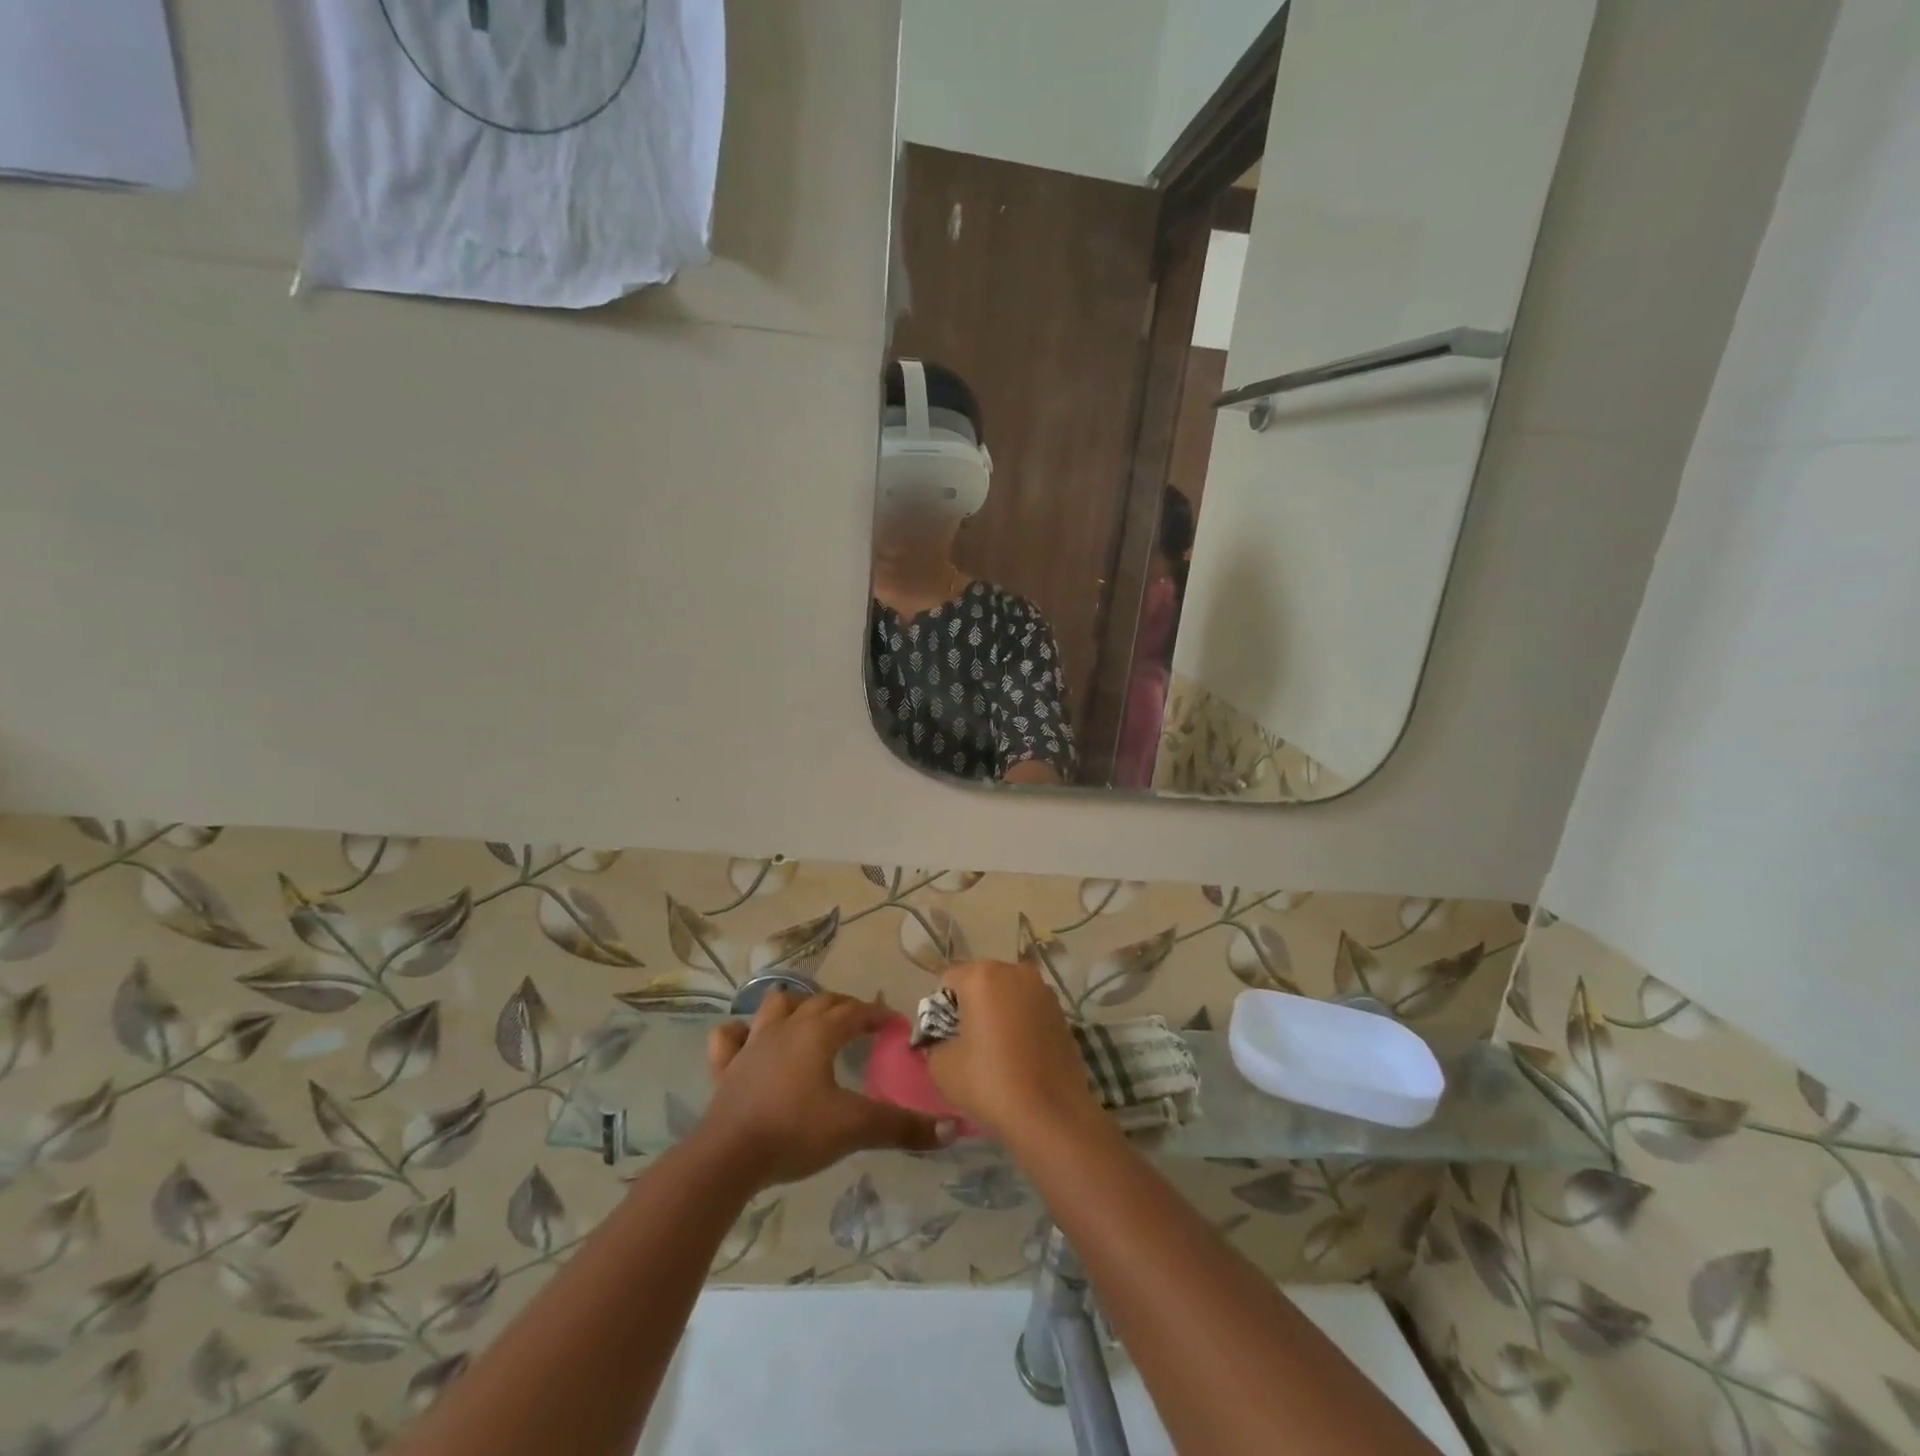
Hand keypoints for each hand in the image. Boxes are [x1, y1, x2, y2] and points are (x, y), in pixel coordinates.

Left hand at [695, 991, 954, 1188]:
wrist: (728, 1158)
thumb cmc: (795, 1132)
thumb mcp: (855, 1128)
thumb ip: (902, 1127)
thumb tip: (952, 1128)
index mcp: (818, 1033)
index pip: (855, 1012)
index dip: (876, 1014)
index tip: (893, 1025)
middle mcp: (786, 1028)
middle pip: (820, 1002)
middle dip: (843, 1007)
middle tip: (860, 1024)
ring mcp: (752, 1044)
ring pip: (776, 1006)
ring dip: (795, 1006)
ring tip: (808, 1020)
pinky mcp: (725, 1067)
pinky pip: (728, 1037)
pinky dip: (739, 1033)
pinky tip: (747, 1041)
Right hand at [925, 960, 1100, 1141]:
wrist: (1051, 1116)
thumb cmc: (989, 1083)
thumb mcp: (941, 1066)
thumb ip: (933, 1041)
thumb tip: (943, 1038)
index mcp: (982, 976)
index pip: (948, 981)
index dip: (941, 1010)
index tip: (945, 1039)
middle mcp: (1015, 972)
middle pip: (980, 982)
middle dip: (971, 1006)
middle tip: (968, 1045)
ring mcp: (1043, 990)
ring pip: (1007, 994)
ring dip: (997, 1013)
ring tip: (996, 1051)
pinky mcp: (1061, 1011)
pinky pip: (1028, 1009)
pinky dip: (1020, 1023)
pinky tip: (1020, 1055)